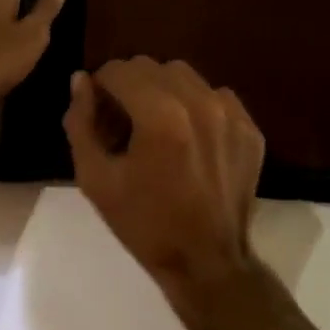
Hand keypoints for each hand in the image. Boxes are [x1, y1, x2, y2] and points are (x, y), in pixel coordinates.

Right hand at [63, 57, 276, 329]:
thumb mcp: (96, 179)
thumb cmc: (144, 224)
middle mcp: (200, 103)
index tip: (97, 112)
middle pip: (152, 67)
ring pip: (184, 76)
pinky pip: (214, 95)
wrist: (206, 262)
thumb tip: (80, 80)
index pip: (120, 70)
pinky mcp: (249, 128)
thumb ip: (81, 123)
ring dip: (162, 90)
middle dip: (129, 86)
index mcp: (160, 116)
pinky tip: (188, 138)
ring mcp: (230, 114)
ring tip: (155, 126)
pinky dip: (195, 106)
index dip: (100, 86)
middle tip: (122, 122)